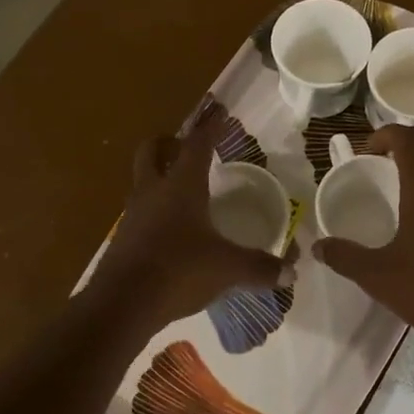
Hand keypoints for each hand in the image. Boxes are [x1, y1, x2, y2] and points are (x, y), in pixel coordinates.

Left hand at [87, 112, 285, 331]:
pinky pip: (139, 213)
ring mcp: (133, 215)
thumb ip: (259, 267)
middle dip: (168, 143)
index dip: (210, 126)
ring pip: (142, 182)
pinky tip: (171, 230)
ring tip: (182, 190)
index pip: (197, 145)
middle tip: (185, 146)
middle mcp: (153, 192)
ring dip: (158, 177)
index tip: (219, 109)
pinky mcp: (123, 239)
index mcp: (181, 186)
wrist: (122, 304)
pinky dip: (154, 211)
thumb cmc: (179, 270)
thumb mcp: (227, 268)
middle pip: (152, 151)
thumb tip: (291, 272)